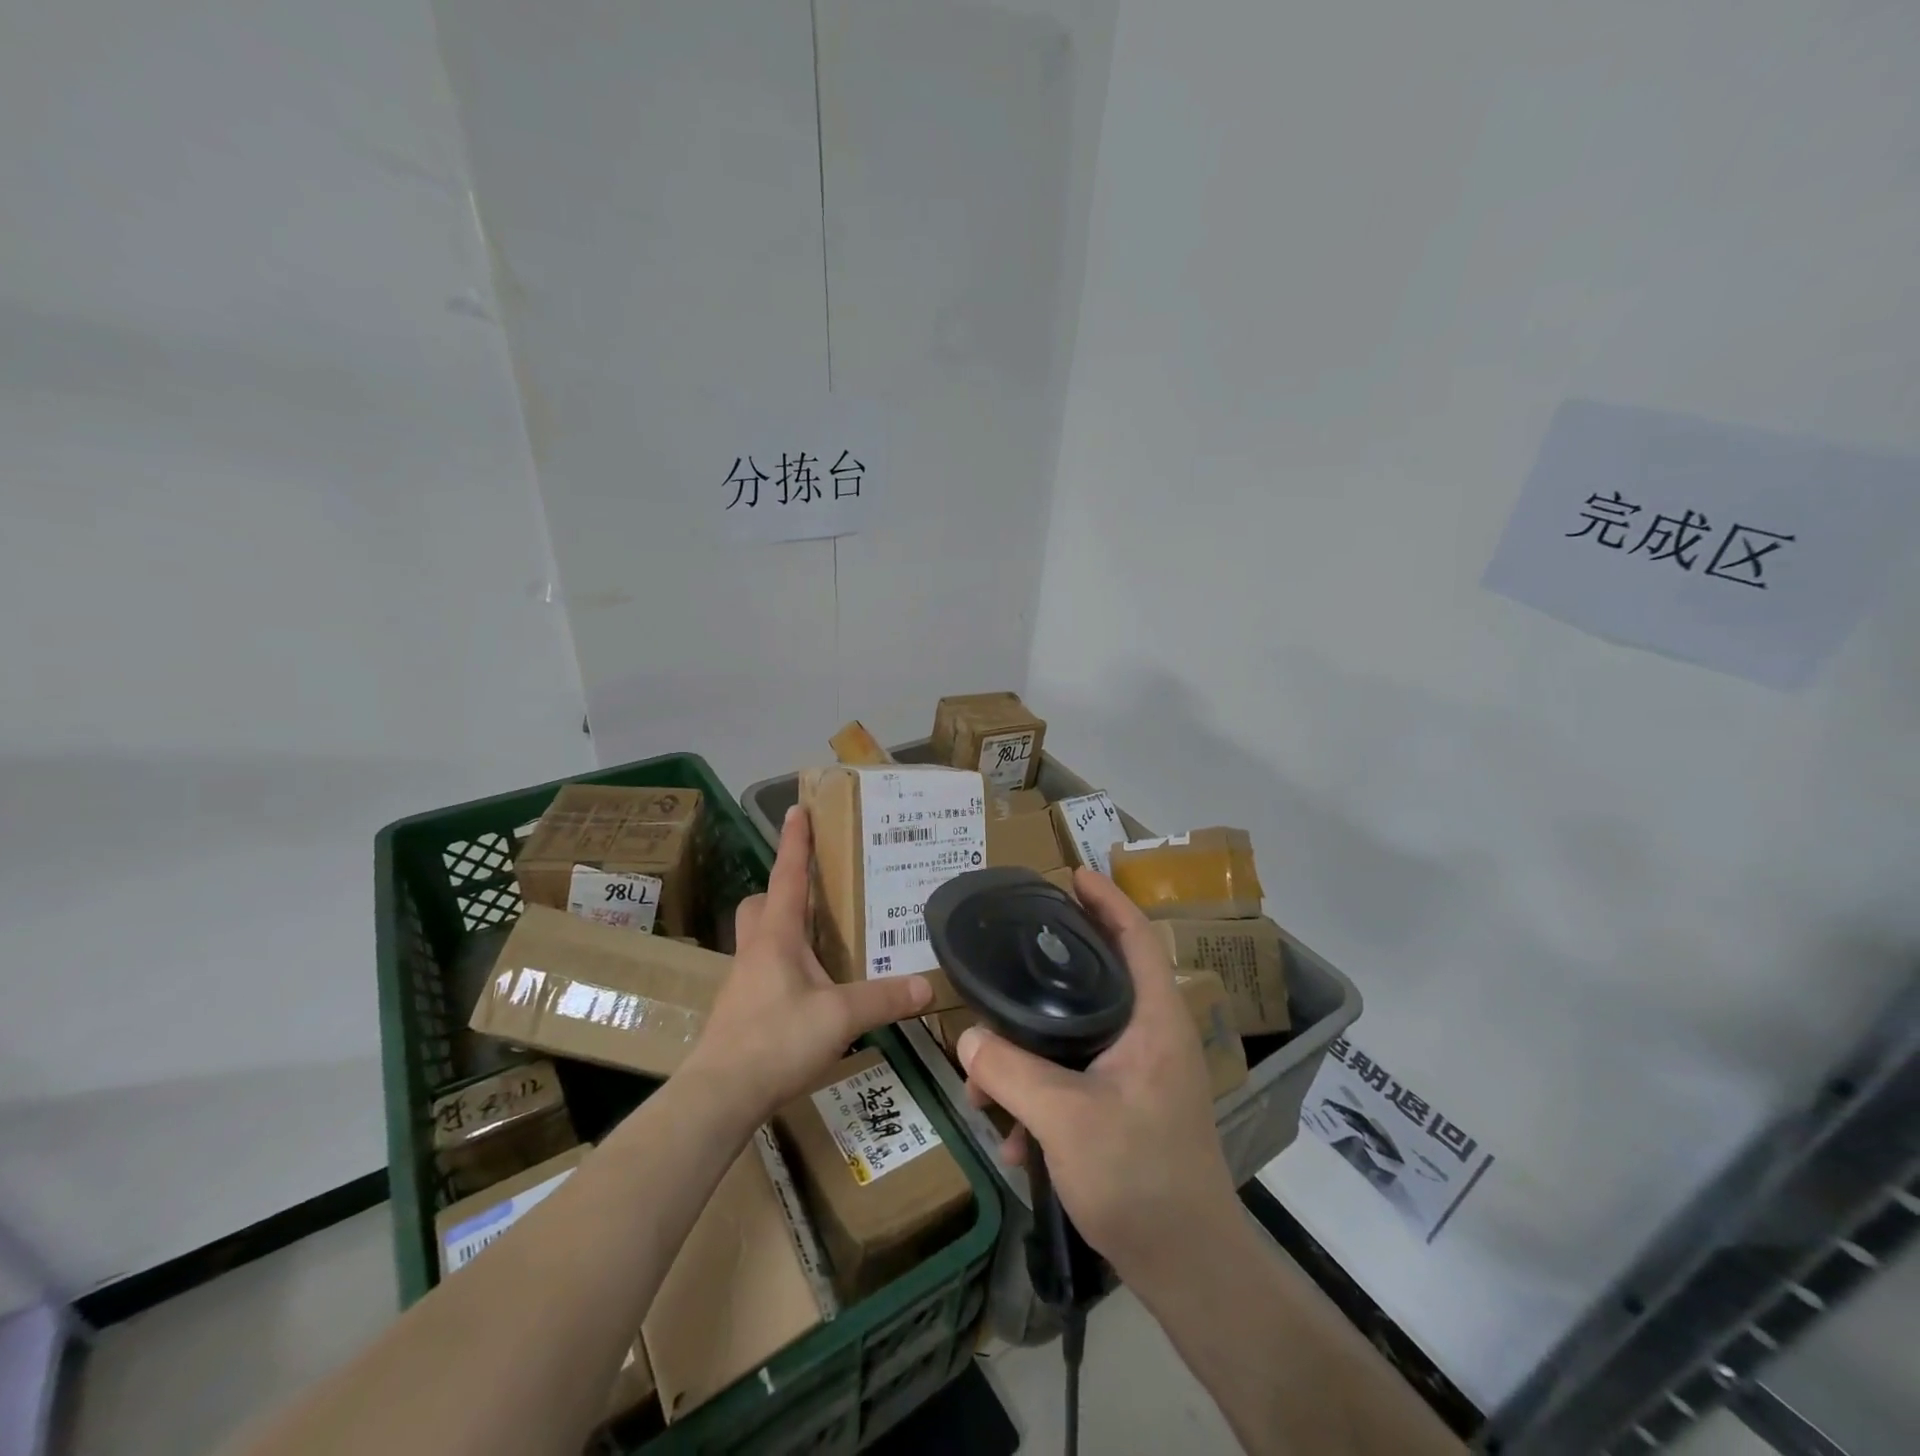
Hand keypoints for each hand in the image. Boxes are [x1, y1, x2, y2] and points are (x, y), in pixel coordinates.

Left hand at [680, 804, 932, 1121]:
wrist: (719, 1095)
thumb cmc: (776, 1040)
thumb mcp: (840, 1017)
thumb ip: (883, 999)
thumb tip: (926, 986)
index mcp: (776, 936)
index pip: (786, 876)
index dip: (794, 842)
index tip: (797, 809)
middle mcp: (755, 950)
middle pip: (761, 904)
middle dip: (782, 890)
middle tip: (816, 894)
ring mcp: (743, 981)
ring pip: (760, 938)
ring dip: (785, 930)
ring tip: (823, 943)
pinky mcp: (741, 1010)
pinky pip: (764, 970)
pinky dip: (786, 967)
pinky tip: (810, 991)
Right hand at [955, 869, 1239, 1288]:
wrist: (1189, 1270)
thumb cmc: (1141, 1180)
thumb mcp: (1065, 1121)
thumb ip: (1011, 1073)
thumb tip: (965, 1038)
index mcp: (1154, 1022)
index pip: (1136, 938)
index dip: (1108, 900)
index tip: (1074, 874)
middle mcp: (1151, 1038)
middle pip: (1101, 979)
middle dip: (1052, 971)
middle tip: (1010, 953)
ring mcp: (1141, 1075)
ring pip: (1078, 1037)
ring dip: (1030, 1055)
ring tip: (985, 1085)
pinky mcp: (1127, 1108)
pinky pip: (1076, 1078)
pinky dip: (1042, 1095)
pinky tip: (1013, 1137)